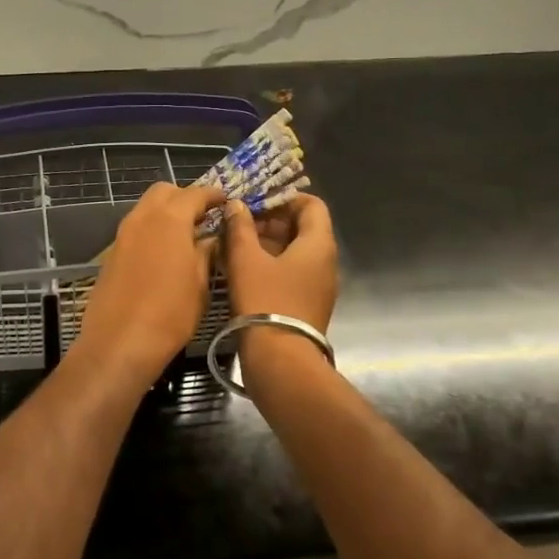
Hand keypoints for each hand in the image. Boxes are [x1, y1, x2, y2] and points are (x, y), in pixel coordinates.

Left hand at [74, 182, 223, 383]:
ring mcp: (122, 235)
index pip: (195, 193)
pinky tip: (164, 254)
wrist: (119, 342)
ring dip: (166, 213)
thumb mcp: (200, 284)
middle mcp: (142, 218)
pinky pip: (135, 230)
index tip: (226, 202)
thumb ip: (206, 253)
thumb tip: (211, 238)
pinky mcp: (111, 254)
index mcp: (169, 220)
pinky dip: (151, 231)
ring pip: (145, 209)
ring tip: (187, 235)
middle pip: (163, 192)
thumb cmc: (170, 314)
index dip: (213, 195)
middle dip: (185, 197)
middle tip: (204, 216)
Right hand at [220, 194, 337, 331]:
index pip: (310, 204)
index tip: (254, 202)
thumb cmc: (265, 301)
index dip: (283, 198)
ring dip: (265, 244)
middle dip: (269, 221)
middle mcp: (325, 261)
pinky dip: (269, 265)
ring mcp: (317, 285)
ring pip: (293, 252)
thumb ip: (240, 227)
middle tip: (237, 223)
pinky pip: (290, 273)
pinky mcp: (306, 304)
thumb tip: (236, 204)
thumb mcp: (246, 260)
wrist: (280, 360)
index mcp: (318, 244)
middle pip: (302, 228)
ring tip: (233, 245)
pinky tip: (241, 270)